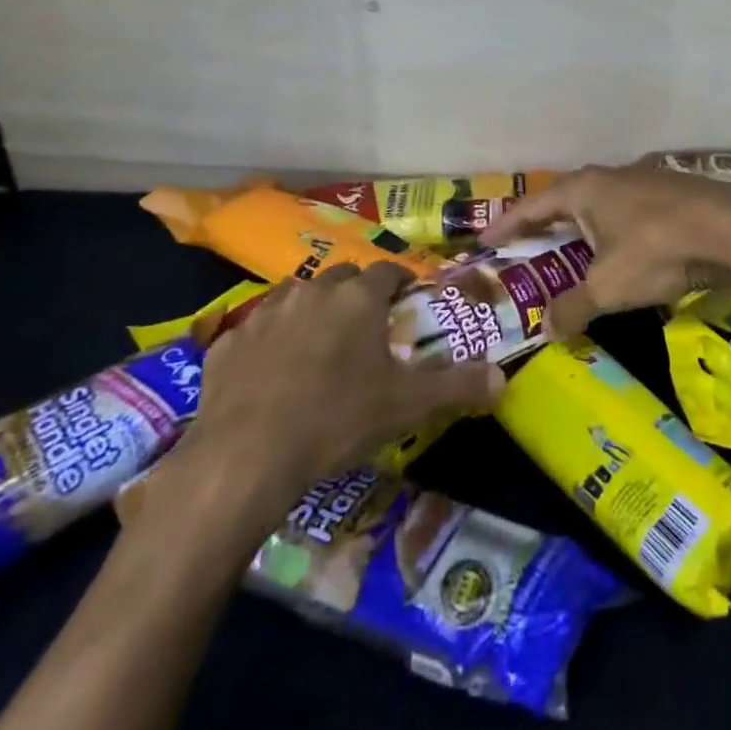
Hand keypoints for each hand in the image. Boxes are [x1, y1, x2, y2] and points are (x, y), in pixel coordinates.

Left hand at [141, 263, 503, 560]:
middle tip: (366, 327)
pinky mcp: (227, 343)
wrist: (244, 458)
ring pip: (296, 296)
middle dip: (356, 293)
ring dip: (311, 311)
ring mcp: (265, 313)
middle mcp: (312, 291)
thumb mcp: (407, 406)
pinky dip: (268, 342)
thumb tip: (503, 379)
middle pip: (342, 277)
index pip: (387, 271)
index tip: (407, 299)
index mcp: (357, 297)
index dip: (401, 282)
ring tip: (319, 345)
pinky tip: (270, 374)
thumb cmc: (336, 420)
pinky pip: (256, 331)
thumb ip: (457, 386)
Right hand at [479, 162, 730, 338]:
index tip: (485, 243)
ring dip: (581, 229)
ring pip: (598, 205)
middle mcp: (607, 177)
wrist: (730, 230)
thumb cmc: (656, 250)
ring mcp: (641, 180)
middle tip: (526, 251)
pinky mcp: (669, 192)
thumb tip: (546, 330)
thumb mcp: (607, 287)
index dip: (506, 226)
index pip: (531, 207)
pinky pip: (626, 212)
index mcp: (582, 190)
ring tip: (570, 254)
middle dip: (544, 227)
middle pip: (564, 202)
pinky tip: (620, 251)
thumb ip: (572, 307)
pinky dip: (612, 231)